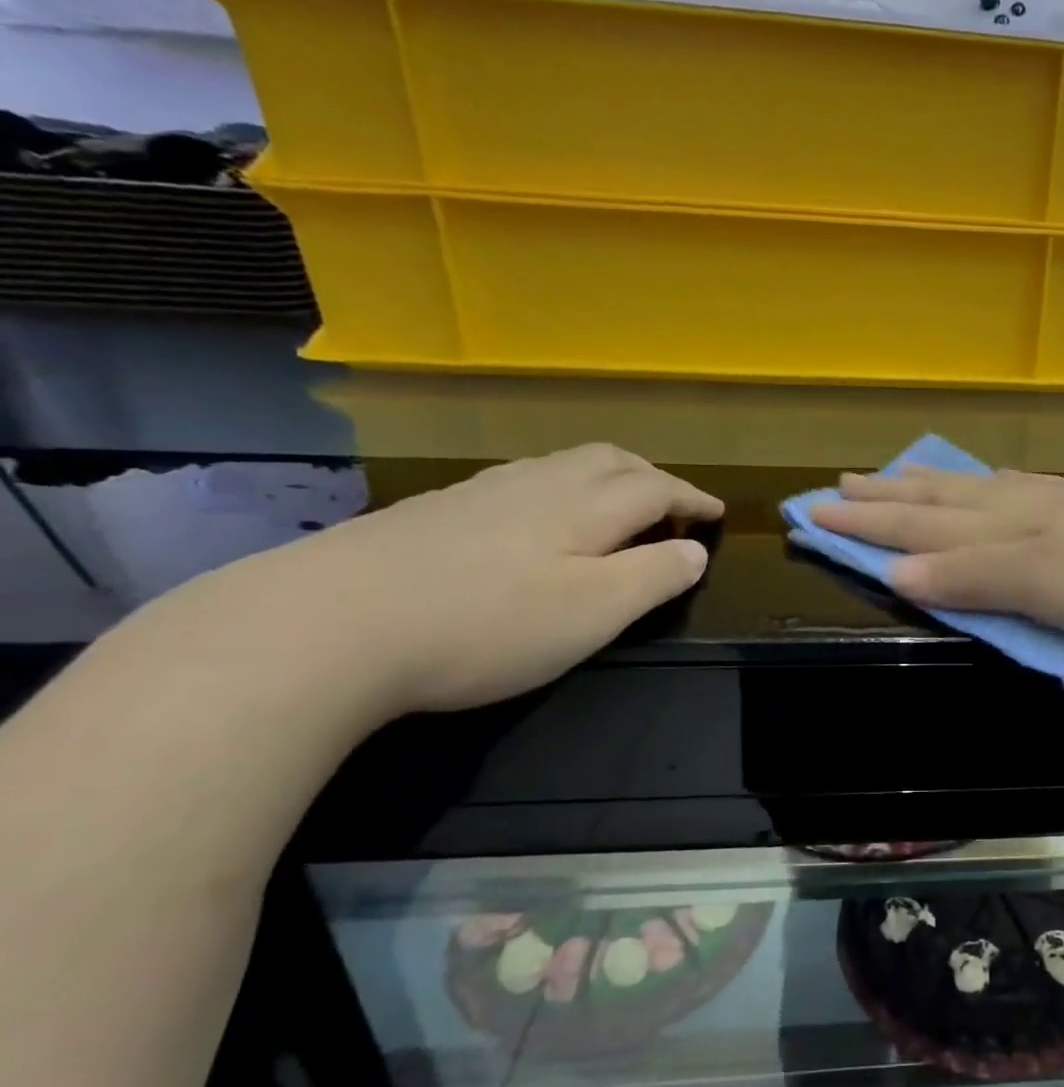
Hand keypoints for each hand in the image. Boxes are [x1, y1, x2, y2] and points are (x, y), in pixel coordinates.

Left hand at [151, 444, 722, 718]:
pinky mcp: (435, 510)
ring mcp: (479, 493)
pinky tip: (537, 519)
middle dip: (652, 476)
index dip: (693, 499)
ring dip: (605, 476)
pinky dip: (557, 488)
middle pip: (609, 460)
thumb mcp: (592, 613)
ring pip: (561, 464)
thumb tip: (695, 551)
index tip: (717, 514)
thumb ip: (653, 577)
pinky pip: (520, 480)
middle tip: (672, 505)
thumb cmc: (484, 625)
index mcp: (583, 508)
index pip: (656, 488)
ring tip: (615, 505)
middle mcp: (537, 485)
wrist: (324, 626)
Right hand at [810, 467, 1063, 646]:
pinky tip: (989, 481)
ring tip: (895, 475)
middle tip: (837, 485)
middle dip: (884, 498)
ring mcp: (1055, 504)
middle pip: (937, 502)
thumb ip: (973, 578)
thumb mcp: (1043, 587)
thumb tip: (896, 574)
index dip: (866, 525)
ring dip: (927, 486)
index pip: (917, 527)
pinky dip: (984, 485)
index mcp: (1002, 529)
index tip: (814, 515)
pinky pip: (1016, 488)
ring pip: (973, 490)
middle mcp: (1018, 508)